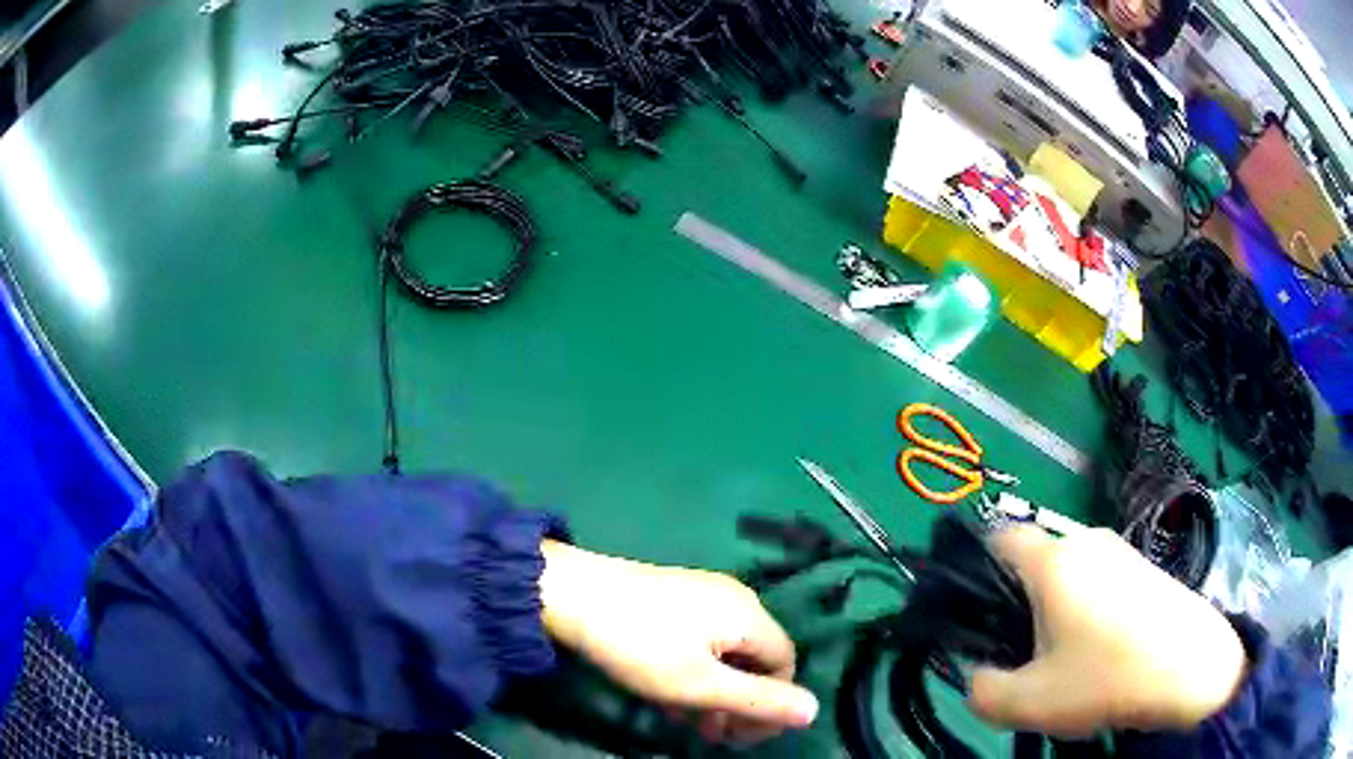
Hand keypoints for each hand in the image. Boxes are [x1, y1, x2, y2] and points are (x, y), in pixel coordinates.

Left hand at [539, 541, 818, 743]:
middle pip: (756, 659)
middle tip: (715, 736)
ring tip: (690, 723)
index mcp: (748, 614)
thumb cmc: (639, 645)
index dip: (772, 703)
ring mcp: (702, 595)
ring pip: (725, 654)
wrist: (569, 594)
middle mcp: (733, 599)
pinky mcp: (674, 598)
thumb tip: (815, 710)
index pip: (785, 664)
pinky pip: (701, 642)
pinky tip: (670, 697)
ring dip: (715, 693)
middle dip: (741, 703)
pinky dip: (695, 673)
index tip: (743, 736)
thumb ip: (758, 700)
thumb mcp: (700, 685)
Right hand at [969, 526, 1246, 736]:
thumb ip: (981, 691)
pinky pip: (1099, 583)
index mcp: (1054, 561)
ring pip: (1067, 577)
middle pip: (1033, 565)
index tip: (979, 620)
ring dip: (1054, 615)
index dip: (978, 571)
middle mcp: (1087, 540)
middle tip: (1025, 658)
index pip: (999, 537)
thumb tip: (978, 675)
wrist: (1193, 667)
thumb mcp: (1028, 704)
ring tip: (1067, 663)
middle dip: (1019, 608)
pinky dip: (1087, 613)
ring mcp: (1121, 551)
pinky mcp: (1145, 567)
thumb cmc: (1107, 678)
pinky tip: (1102, 654)